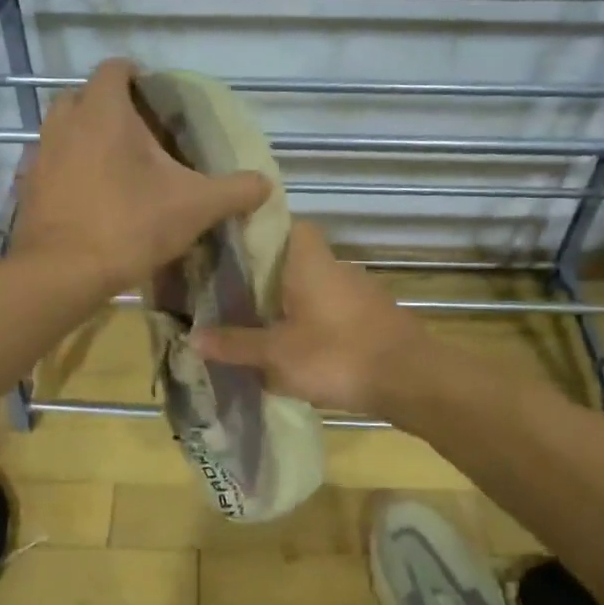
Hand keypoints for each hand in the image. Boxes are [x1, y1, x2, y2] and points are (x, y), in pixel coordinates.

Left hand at [9, 59, 269, 294]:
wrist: (63, 273)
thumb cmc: (130, 225)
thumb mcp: (195, 207)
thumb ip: (234, 191)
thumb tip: (265, 184)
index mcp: (103, 111)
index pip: (114, 68)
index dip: (135, 75)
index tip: (154, 96)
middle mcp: (64, 122)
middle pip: (83, 96)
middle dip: (108, 107)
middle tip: (138, 134)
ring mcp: (40, 154)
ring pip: (62, 130)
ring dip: (84, 138)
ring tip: (114, 166)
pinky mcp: (27, 187)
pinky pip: (50, 166)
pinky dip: (67, 172)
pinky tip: (88, 198)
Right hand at [192, 222, 433, 416]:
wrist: (411, 380)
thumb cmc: (336, 355)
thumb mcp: (277, 354)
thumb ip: (236, 344)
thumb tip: (192, 338)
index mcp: (309, 261)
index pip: (284, 224)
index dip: (257, 232)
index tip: (230, 251)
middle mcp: (336, 267)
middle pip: (295, 259)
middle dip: (267, 276)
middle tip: (233, 296)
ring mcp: (360, 291)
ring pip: (315, 286)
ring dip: (291, 302)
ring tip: (260, 325)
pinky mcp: (374, 317)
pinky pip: (333, 310)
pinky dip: (314, 322)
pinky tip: (299, 347)